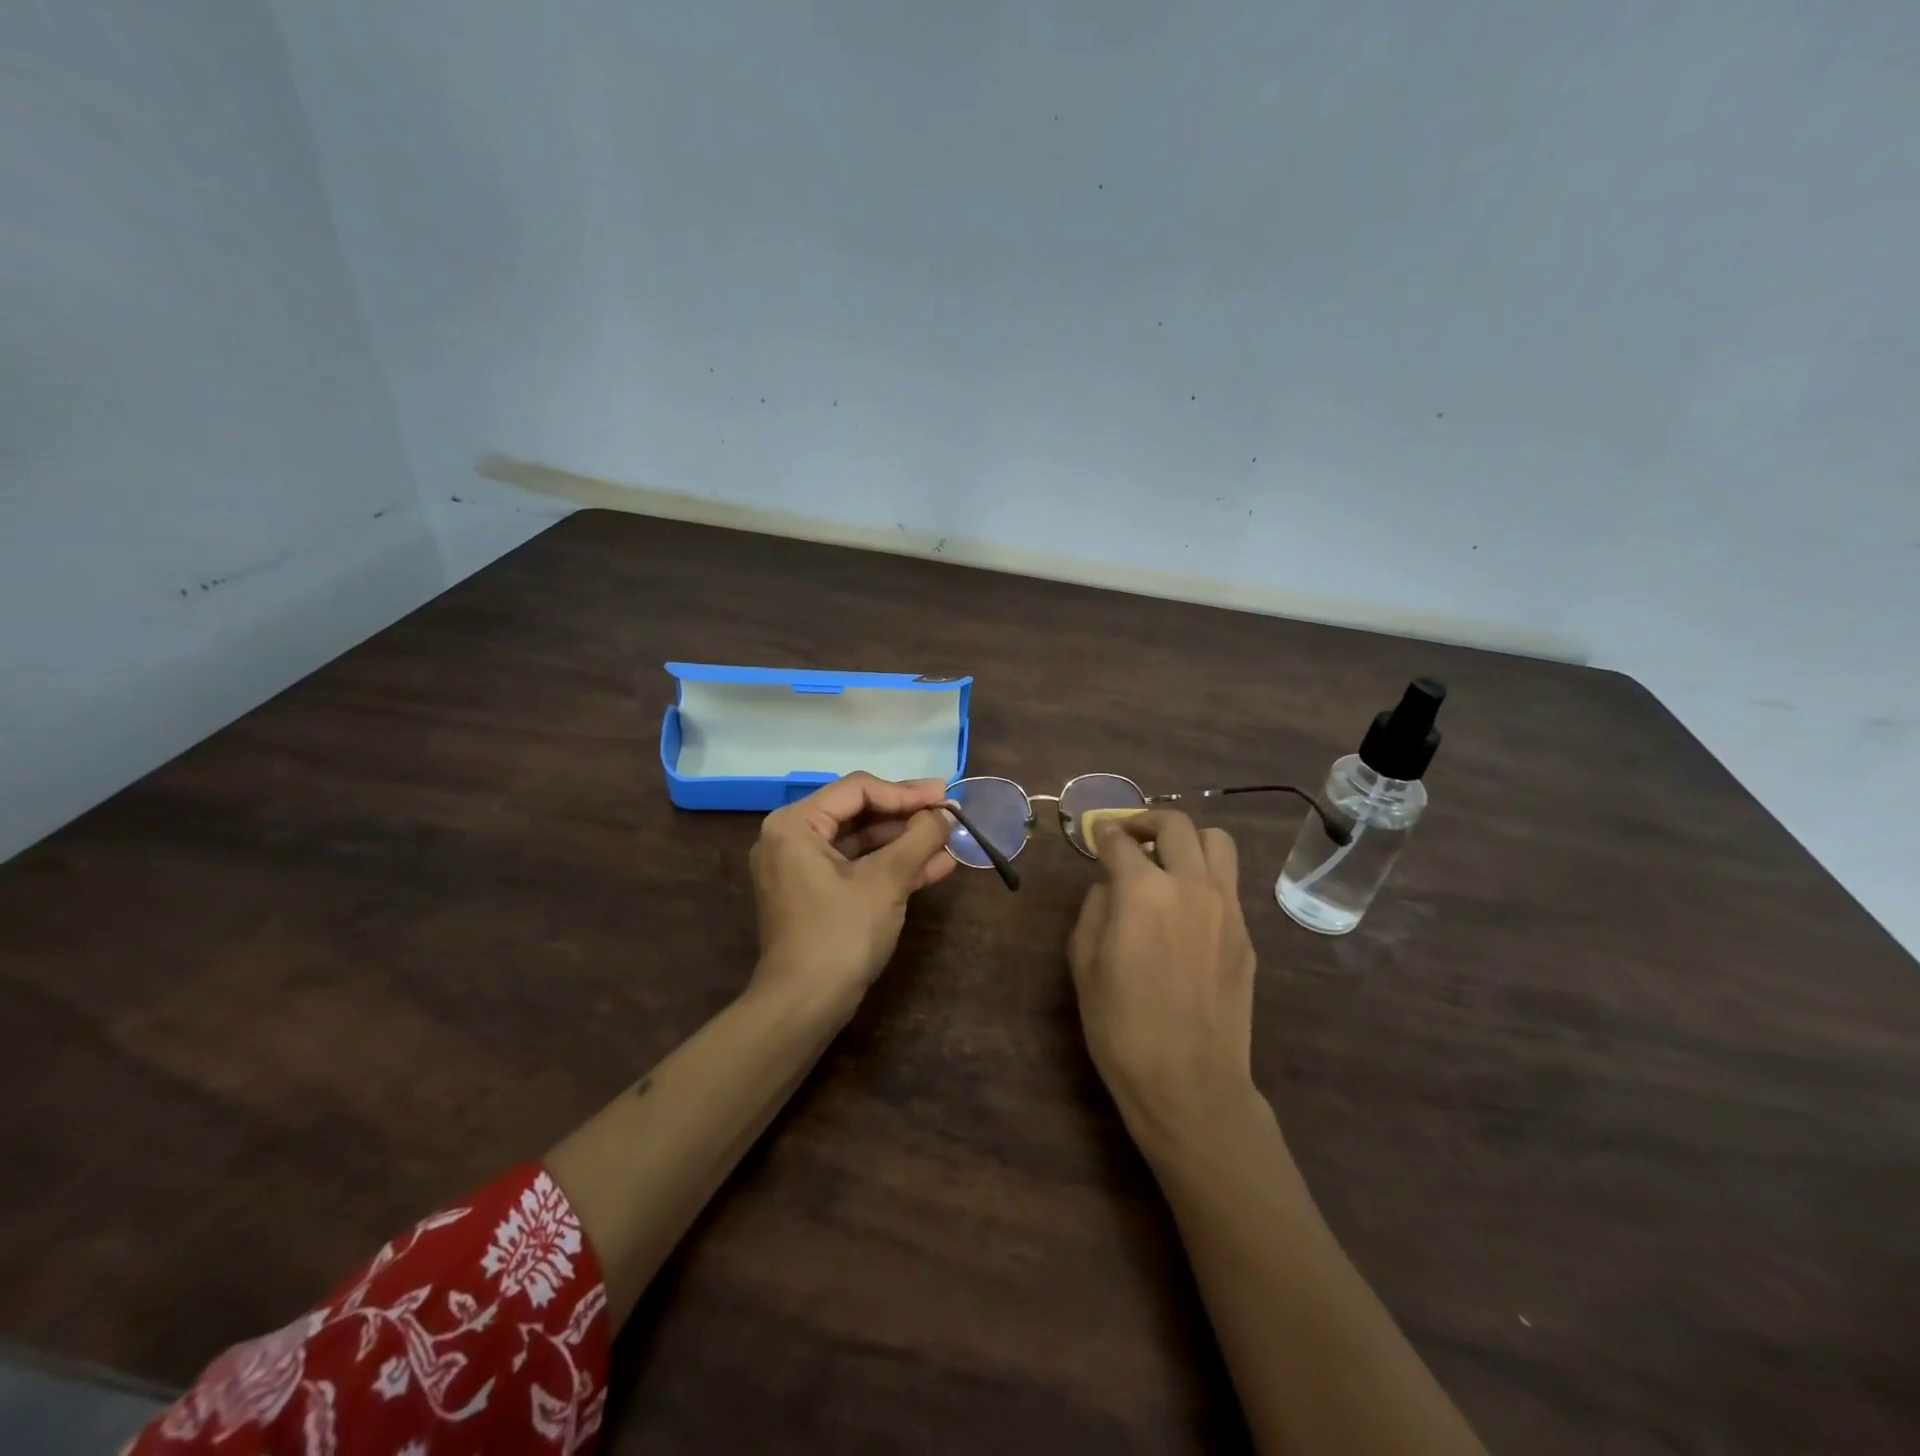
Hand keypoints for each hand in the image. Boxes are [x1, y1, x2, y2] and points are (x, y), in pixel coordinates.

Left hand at [748, 772, 955, 1012]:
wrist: (804, 1007)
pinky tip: (936, 866)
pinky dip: (891, 867)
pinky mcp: (815, 894)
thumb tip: (946, 814)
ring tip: (950, 839)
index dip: (906, 792)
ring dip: (905, 843)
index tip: (945, 796)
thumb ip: (919, 839)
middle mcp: (791, 839)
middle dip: (907, 817)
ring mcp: (801, 869)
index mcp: (795, 824)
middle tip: (949, 813)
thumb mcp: (886, 881)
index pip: (858, 790)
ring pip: (861, 843)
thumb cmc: (841, 934)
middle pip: (859, 813)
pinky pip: (856, 868)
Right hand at [1068, 811, 1258, 1137]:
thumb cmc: (1121, 1026)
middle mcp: (1190, 885)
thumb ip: (1094, 910)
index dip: (1103, 832)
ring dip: (1188, 839)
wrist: (1189, 1082)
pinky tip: (1187, 905)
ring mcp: (1227, 907)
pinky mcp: (1246, 934)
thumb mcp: (1084, 964)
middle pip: (1175, 825)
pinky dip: (1205, 876)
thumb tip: (1110, 887)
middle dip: (1146, 820)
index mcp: (1142, 891)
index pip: (1120, 841)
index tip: (1096, 832)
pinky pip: (1228, 883)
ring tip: (1168, 858)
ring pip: (1217, 842)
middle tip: (1129, 835)